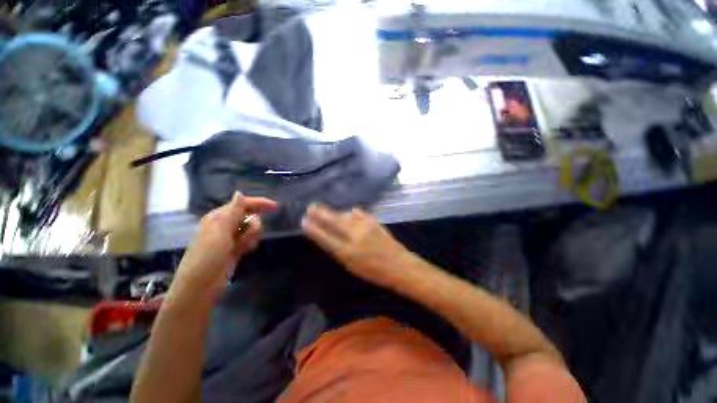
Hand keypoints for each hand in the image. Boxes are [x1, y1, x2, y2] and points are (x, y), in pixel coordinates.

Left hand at [175, 192, 277, 295]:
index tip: (276, 207)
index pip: (243, 204)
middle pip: (250, 215)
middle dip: (254, 224)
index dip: (260, 203)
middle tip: (248, 236)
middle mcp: (225, 224)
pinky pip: (250, 239)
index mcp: (219, 217)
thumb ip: (233, 212)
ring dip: (252, 235)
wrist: (201, 286)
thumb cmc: (208, 256)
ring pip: (251, 228)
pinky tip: (246, 250)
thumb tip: (239, 193)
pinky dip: (251, 242)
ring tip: (244, 247)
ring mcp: (231, 237)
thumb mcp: (220, 231)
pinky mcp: (235, 248)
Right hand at [301, 203, 410, 288]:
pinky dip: (349, 214)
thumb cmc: (373, 271)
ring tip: (327, 213)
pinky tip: (348, 215)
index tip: (304, 221)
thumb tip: (325, 234)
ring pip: (345, 214)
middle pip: (334, 220)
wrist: (399, 265)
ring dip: (335, 213)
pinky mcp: (374, 219)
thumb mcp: (351, 266)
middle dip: (320, 213)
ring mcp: (366, 225)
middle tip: (310, 207)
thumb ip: (337, 249)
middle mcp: (355, 235)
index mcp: (348, 252)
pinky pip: (356, 213)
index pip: (325, 237)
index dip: (313, 228)